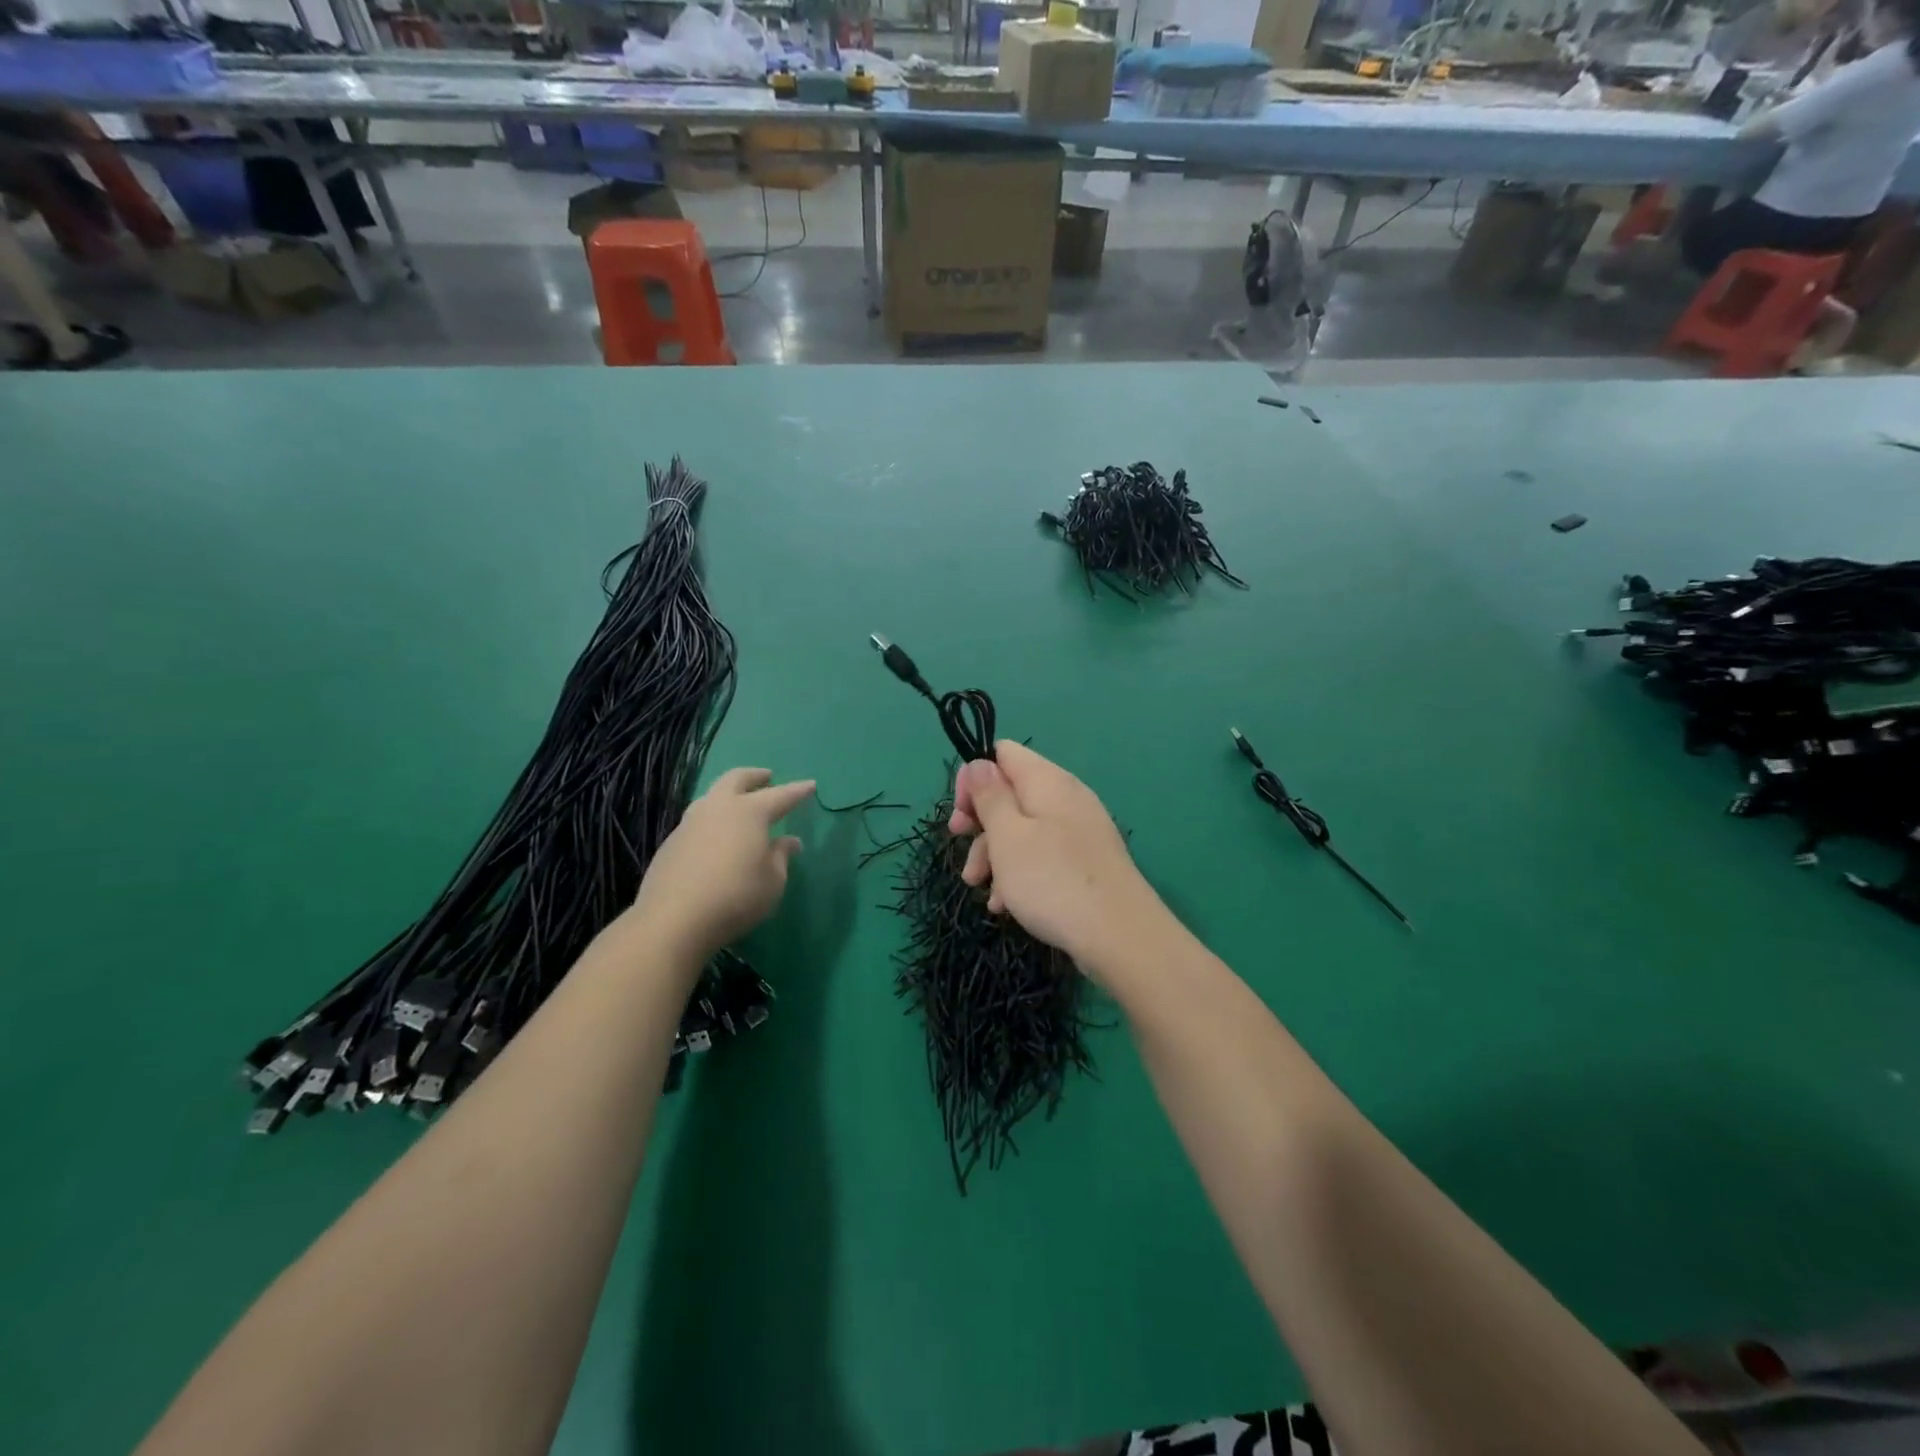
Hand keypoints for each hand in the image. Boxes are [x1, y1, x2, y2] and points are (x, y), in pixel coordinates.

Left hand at [631, 767, 814, 962]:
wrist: (674, 919)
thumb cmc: (736, 897)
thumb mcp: (773, 882)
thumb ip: (781, 857)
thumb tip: (789, 842)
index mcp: (750, 812)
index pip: (781, 795)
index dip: (798, 791)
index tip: (811, 785)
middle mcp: (718, 808)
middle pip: (736, 779)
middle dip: (754, 776)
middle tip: (766, 777)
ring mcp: (690, 823)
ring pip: (711, 797)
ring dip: (728, 795)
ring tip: (738, 805)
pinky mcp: (671, 843)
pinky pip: (697, 821)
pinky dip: (712, 821)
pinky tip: (716, 838)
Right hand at [948, 741, 1159, 976]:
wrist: (1120, 937)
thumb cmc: (1053, 880)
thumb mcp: (1007, 835)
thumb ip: (989, 796)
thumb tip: (979, 764)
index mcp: (1047, 781)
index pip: (1003, 754)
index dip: (974, 779)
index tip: (961, 815)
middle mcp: (1066, 798)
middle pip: (1010, 795)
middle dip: (981, 825)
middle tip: (961, 848)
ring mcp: (1079, 832)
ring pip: (1023, 831)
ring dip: (996, 857)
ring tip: (982, 890)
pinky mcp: (1084, 863)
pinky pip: (1042, 857)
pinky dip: (1020, 875)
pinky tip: (1008, 906)